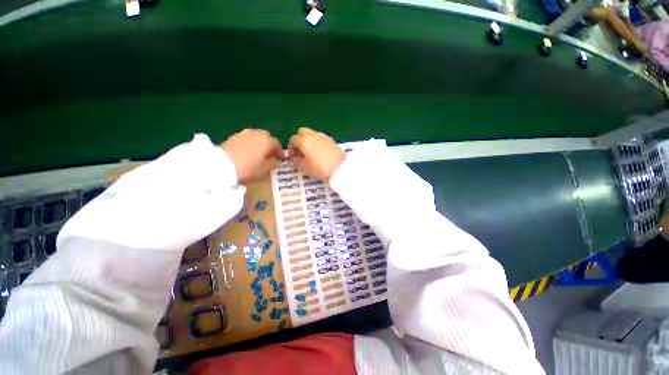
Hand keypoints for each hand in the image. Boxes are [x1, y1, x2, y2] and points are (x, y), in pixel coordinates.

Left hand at [220, 129, 283, 180]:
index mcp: (266, 141)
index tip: (281, 158)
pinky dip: (250, 142)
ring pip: (256, 135)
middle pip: (266, 136)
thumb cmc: (247, 168)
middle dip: (270, 144)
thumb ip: (273, 164)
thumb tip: (277, 161)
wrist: (221, 165)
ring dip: (260, 142)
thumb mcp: (263, 169)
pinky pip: (247, 137)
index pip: (276, 144)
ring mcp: (244, 134)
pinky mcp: (234, 136)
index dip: (280, 151)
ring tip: (259, 152)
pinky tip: (248, 150)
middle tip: (270, 154)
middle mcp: (256, 134)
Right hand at [288, 127, 345, 179]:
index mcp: (304, 140)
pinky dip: (317, 142)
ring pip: (312, 134)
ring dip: (308, 140)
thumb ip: (296, 162)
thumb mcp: (304, 167)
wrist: (339, 167)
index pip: (293, 139)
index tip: (293, 156)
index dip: (291, 148)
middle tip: (300, 151)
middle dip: (299, 140)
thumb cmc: (319, 168)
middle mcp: (312, 135)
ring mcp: (323, 136)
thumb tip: (294, 158)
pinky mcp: (330, 139)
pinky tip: (319, 152)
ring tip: (310, 152)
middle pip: (302, 132)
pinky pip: (320, 138)